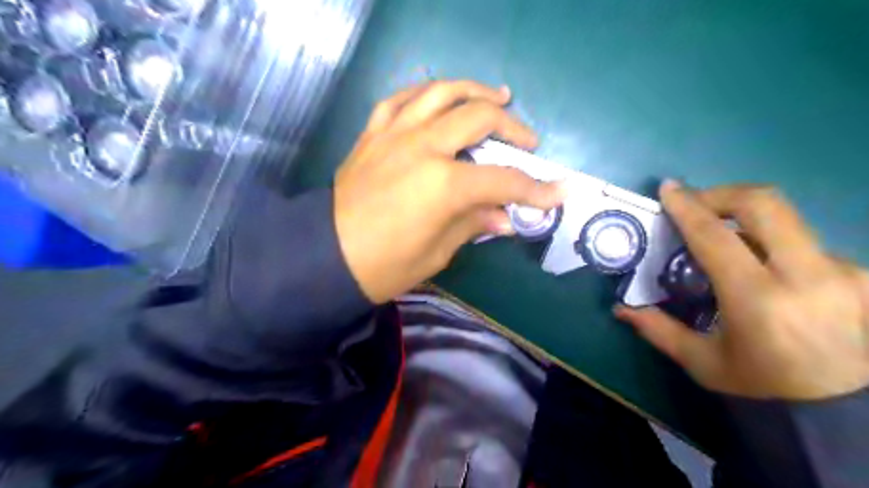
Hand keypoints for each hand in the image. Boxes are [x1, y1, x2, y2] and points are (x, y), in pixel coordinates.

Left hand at [331, 79, 563, 303]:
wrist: (327, 257)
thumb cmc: (386, 266)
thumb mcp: (438, 252)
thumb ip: (474, 224)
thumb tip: (507, 217)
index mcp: (444, 185)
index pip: (503, 181)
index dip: (537, 190)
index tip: (560, 192)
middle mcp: (422, 148)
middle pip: (478, 117)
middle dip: (512, 127)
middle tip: (527, 141)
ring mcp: (394, 134)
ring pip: (441, 92)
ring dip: (474, 90)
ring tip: (497, 95)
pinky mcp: (373, 134)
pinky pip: (400, 99)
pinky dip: (424, 94)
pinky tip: (439, 98)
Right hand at [613, 182, 868, 398]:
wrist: (850, 414)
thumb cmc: (765, 388)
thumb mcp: (702, 362)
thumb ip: (657, 329)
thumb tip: (621, 308)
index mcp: (759, 300)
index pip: (715, 236)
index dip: (688, 207)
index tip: (669, 188)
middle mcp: (808, 276)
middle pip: (764, 204)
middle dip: (722, 194)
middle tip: (698, 204)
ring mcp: (844, 272)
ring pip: (785, 224)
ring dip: (748, 226)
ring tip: (730, 248)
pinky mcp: (863, 275)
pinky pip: (805, 244)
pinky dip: (774, 247)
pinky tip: (768, 272)